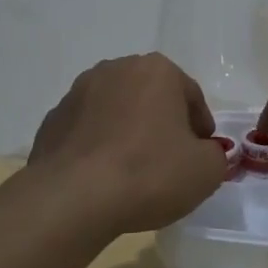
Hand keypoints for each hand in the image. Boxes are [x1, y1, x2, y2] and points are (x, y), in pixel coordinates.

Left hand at [29, 54, 227, 233]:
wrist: (73, 198)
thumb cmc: (149, 173)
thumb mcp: (206, 170)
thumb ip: (215, 155)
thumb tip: (203, 153)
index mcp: (157, 70)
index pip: (191, 95)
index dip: (201, 126)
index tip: (202, 152)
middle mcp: (116, 69)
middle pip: (151, 96)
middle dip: (162, 122)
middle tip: (170, 158)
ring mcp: (78, 92)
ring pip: (116, 110)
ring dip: (127, 130)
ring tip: (133, 168)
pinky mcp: (52, 120)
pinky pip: (87, 130)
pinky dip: (98, 145)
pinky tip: (103, 176)